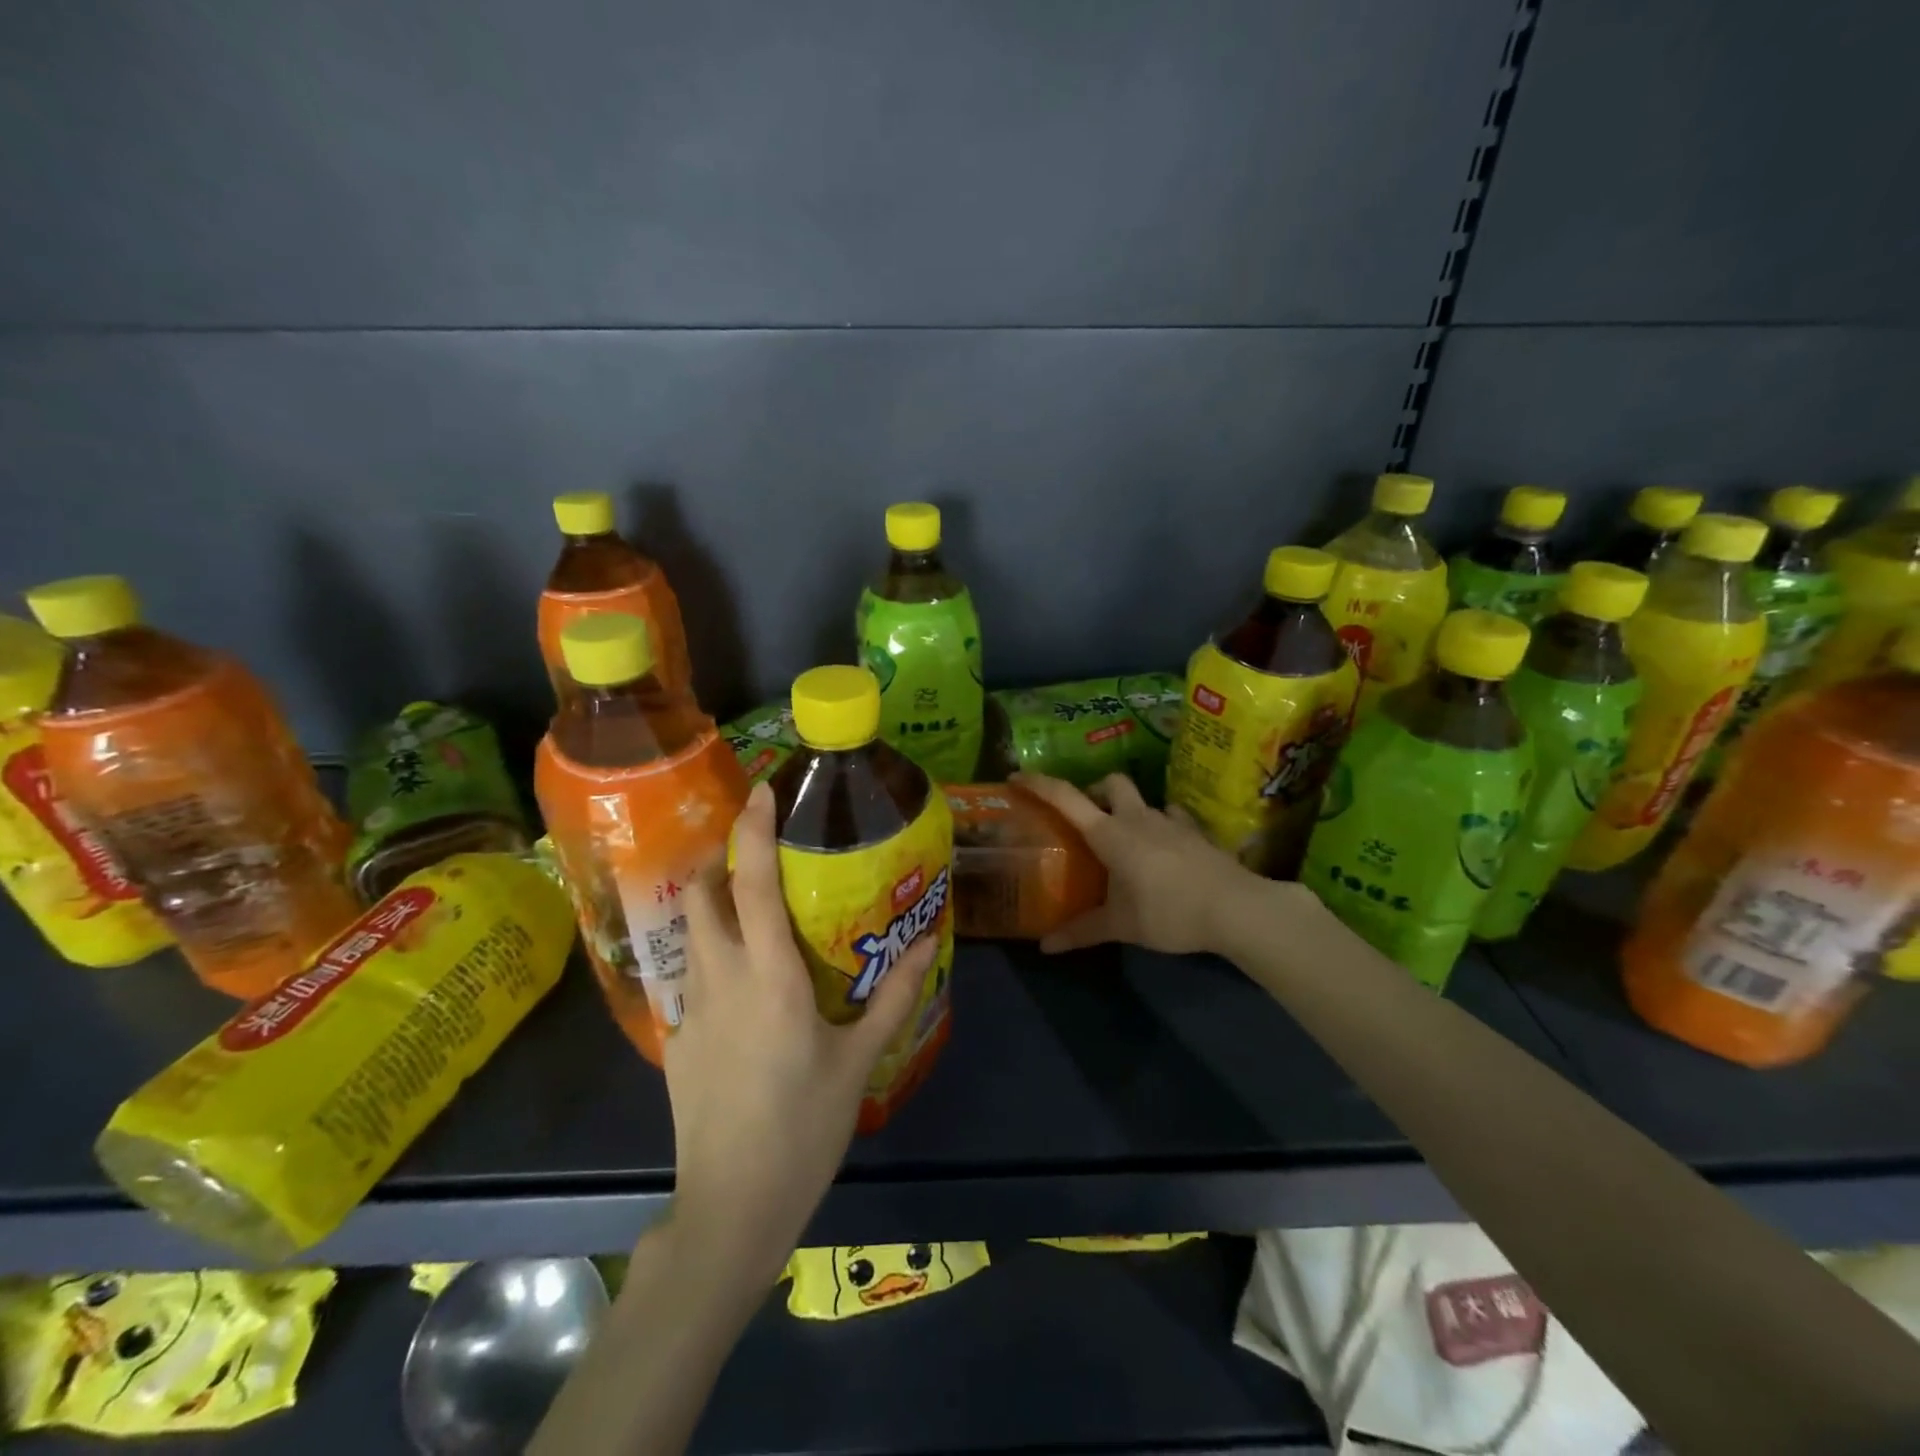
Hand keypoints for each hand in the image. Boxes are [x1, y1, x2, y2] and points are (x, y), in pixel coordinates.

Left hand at [665, 782, 934, 1282]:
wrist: (730, 1206)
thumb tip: (928, 946)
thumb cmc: (803, 1128)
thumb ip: (892, 998)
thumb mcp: (857, 1062)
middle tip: (758, 849)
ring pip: (690, 929)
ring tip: (749, 901)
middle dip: (722, 855)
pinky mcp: (677, 1036)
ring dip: (712, 898)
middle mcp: (721, 977)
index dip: (754, 830)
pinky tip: (743, 975)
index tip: (764, 791)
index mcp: (769, 976)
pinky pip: (691, 970)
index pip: (750, 882)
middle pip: (703, 891)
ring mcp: (690, 1007)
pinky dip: (710, 947)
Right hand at [1013, 771, 1282, 956]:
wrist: (1236, 909)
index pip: (1066, 798)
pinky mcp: (1197, 832)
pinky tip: (1165, 848)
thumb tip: (1045, 947)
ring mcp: (1171, 821)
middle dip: (1095, 791)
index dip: (1039, 784)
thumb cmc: (1168, 912)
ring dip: (1129, 810)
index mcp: (1110, 834)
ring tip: (1126, 840)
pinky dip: (1163, 825)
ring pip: (1143, 800)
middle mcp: (1138, 818)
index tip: (1016, 776)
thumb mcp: (1121, 925)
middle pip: (1111, 783)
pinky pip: (1174, 817)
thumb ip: (1082, 931)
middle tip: (1087, 818)